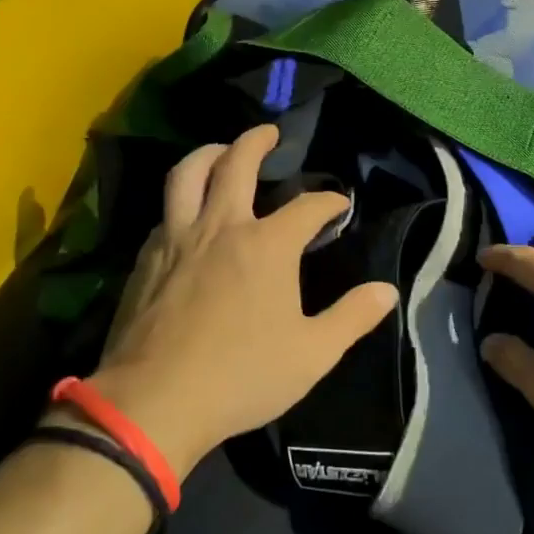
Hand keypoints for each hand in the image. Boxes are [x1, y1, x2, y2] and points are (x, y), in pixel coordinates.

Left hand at [64, 125, 397, 478]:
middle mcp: (222, 226)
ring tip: (220, 150)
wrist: (154, 401)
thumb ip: (351, 317)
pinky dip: (182, 198)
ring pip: (188, 174)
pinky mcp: (147, 258)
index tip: (339, 205)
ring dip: (208, 153)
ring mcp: (178, 238)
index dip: (329, 201)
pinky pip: (165, 211)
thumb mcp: (312, 354)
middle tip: (268, 132)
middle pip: (237, 163)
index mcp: (267, 245)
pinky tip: (187, 213)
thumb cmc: (241, 376)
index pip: (307, 207)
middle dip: (256, 141)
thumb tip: (387, 291)